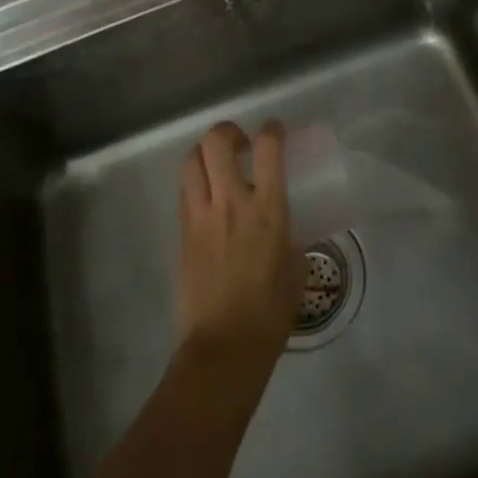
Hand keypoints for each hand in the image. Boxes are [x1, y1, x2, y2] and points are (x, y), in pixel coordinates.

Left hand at [176, 122, 303, 370]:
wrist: (223, 346)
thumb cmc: (270, 313)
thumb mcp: (295, 269)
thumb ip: (290, 239)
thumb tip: (285, 231)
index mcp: (267, 210)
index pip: (267, 149)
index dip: (271, 130)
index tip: (275, 131)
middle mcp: (231, 203)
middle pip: (217, 143)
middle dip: (228, 131)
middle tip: (240, 142)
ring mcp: (201, 216)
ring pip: (192, 161)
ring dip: (204, 153)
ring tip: (217, 163)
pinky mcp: (182, 233)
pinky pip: (185, 192)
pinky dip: (195, 182)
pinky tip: (207, 195)